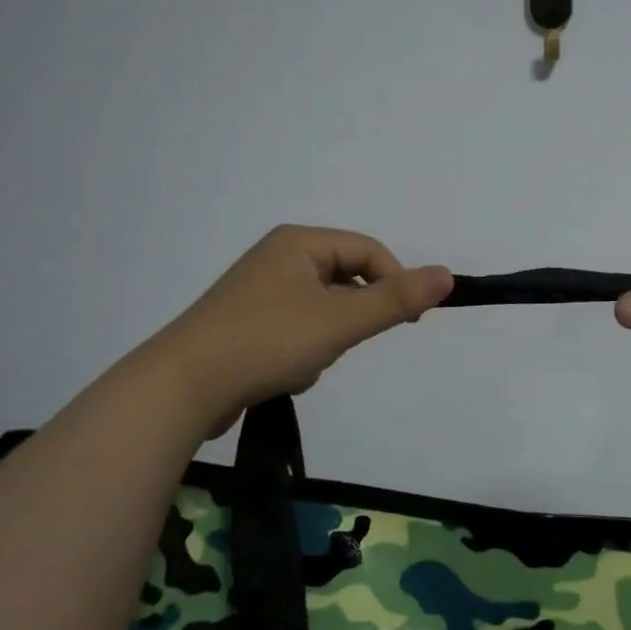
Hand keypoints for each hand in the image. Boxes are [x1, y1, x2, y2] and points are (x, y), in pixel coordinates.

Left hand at [159, 225, 451, 435]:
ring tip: (302, 364)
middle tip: (341, 344)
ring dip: (326, 340)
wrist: (183, 386)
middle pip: (345, 280)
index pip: (368, 251)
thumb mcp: (340, 320)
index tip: (409, 321)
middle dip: (351, 318)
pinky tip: (282, 375)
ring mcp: (258, 292)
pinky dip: (301, 353)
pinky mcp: (246, 324)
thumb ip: (395, 299)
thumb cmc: (267, 341)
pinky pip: (297, 331)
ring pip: (323, 311)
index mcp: (298, 243)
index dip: (395, 283)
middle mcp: (277, 258)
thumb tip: (447, 275)